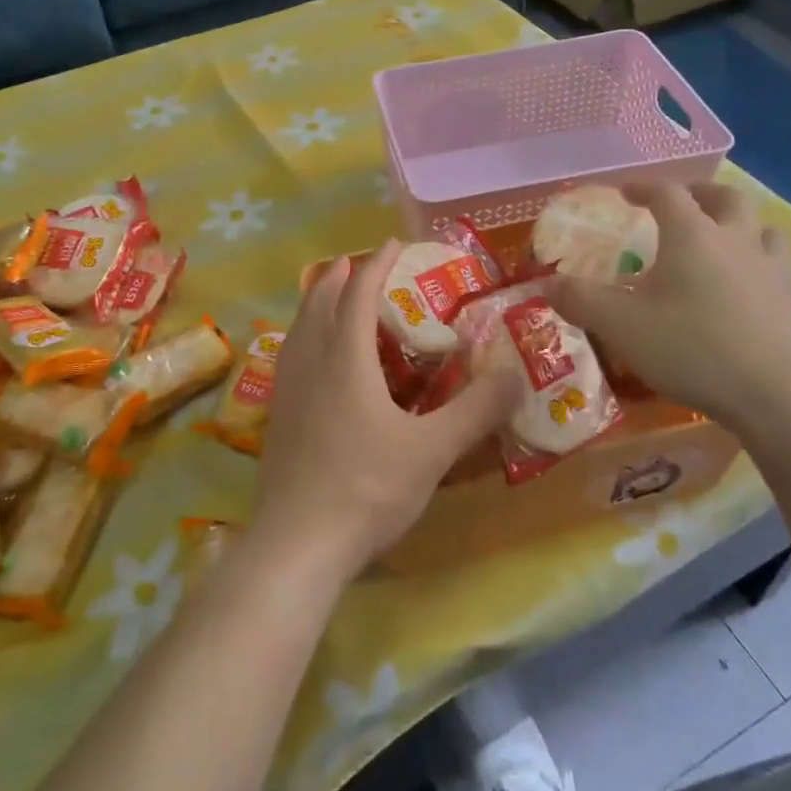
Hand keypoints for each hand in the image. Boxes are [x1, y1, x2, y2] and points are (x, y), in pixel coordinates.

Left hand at [249, 242, 522, 582]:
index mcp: (345, 360)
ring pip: (298, 329)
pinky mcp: (276, 419)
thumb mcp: (432, 451)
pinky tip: (312, 360)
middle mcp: (310, 364)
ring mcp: (286, 392)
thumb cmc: (366, 489)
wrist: (296, 546)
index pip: (358, 295)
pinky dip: (304, 336)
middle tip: (356, 263)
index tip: (394, 244)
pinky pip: (290, 357)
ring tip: (329, 297)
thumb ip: (475, 411)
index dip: (377, 265)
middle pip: (319, 303)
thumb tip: (514, 374)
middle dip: (338, 276)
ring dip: (315, 303)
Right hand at [546, 182, 790, 439]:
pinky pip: (778, 266)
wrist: (781, 396)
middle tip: (680, 204)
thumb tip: (546, 284)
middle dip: (699, 194)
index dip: (642, 187)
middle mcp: (736, 241)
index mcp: (692, 235)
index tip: (624, 192)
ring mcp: (772, 271)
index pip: (667, 193)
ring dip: (739, 224)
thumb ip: (581, 300)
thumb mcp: (621, 326)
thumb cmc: (693, 349)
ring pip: (761, 228)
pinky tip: (747, 287)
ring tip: (721, 239)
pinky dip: (759, 262)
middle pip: (725, 198)